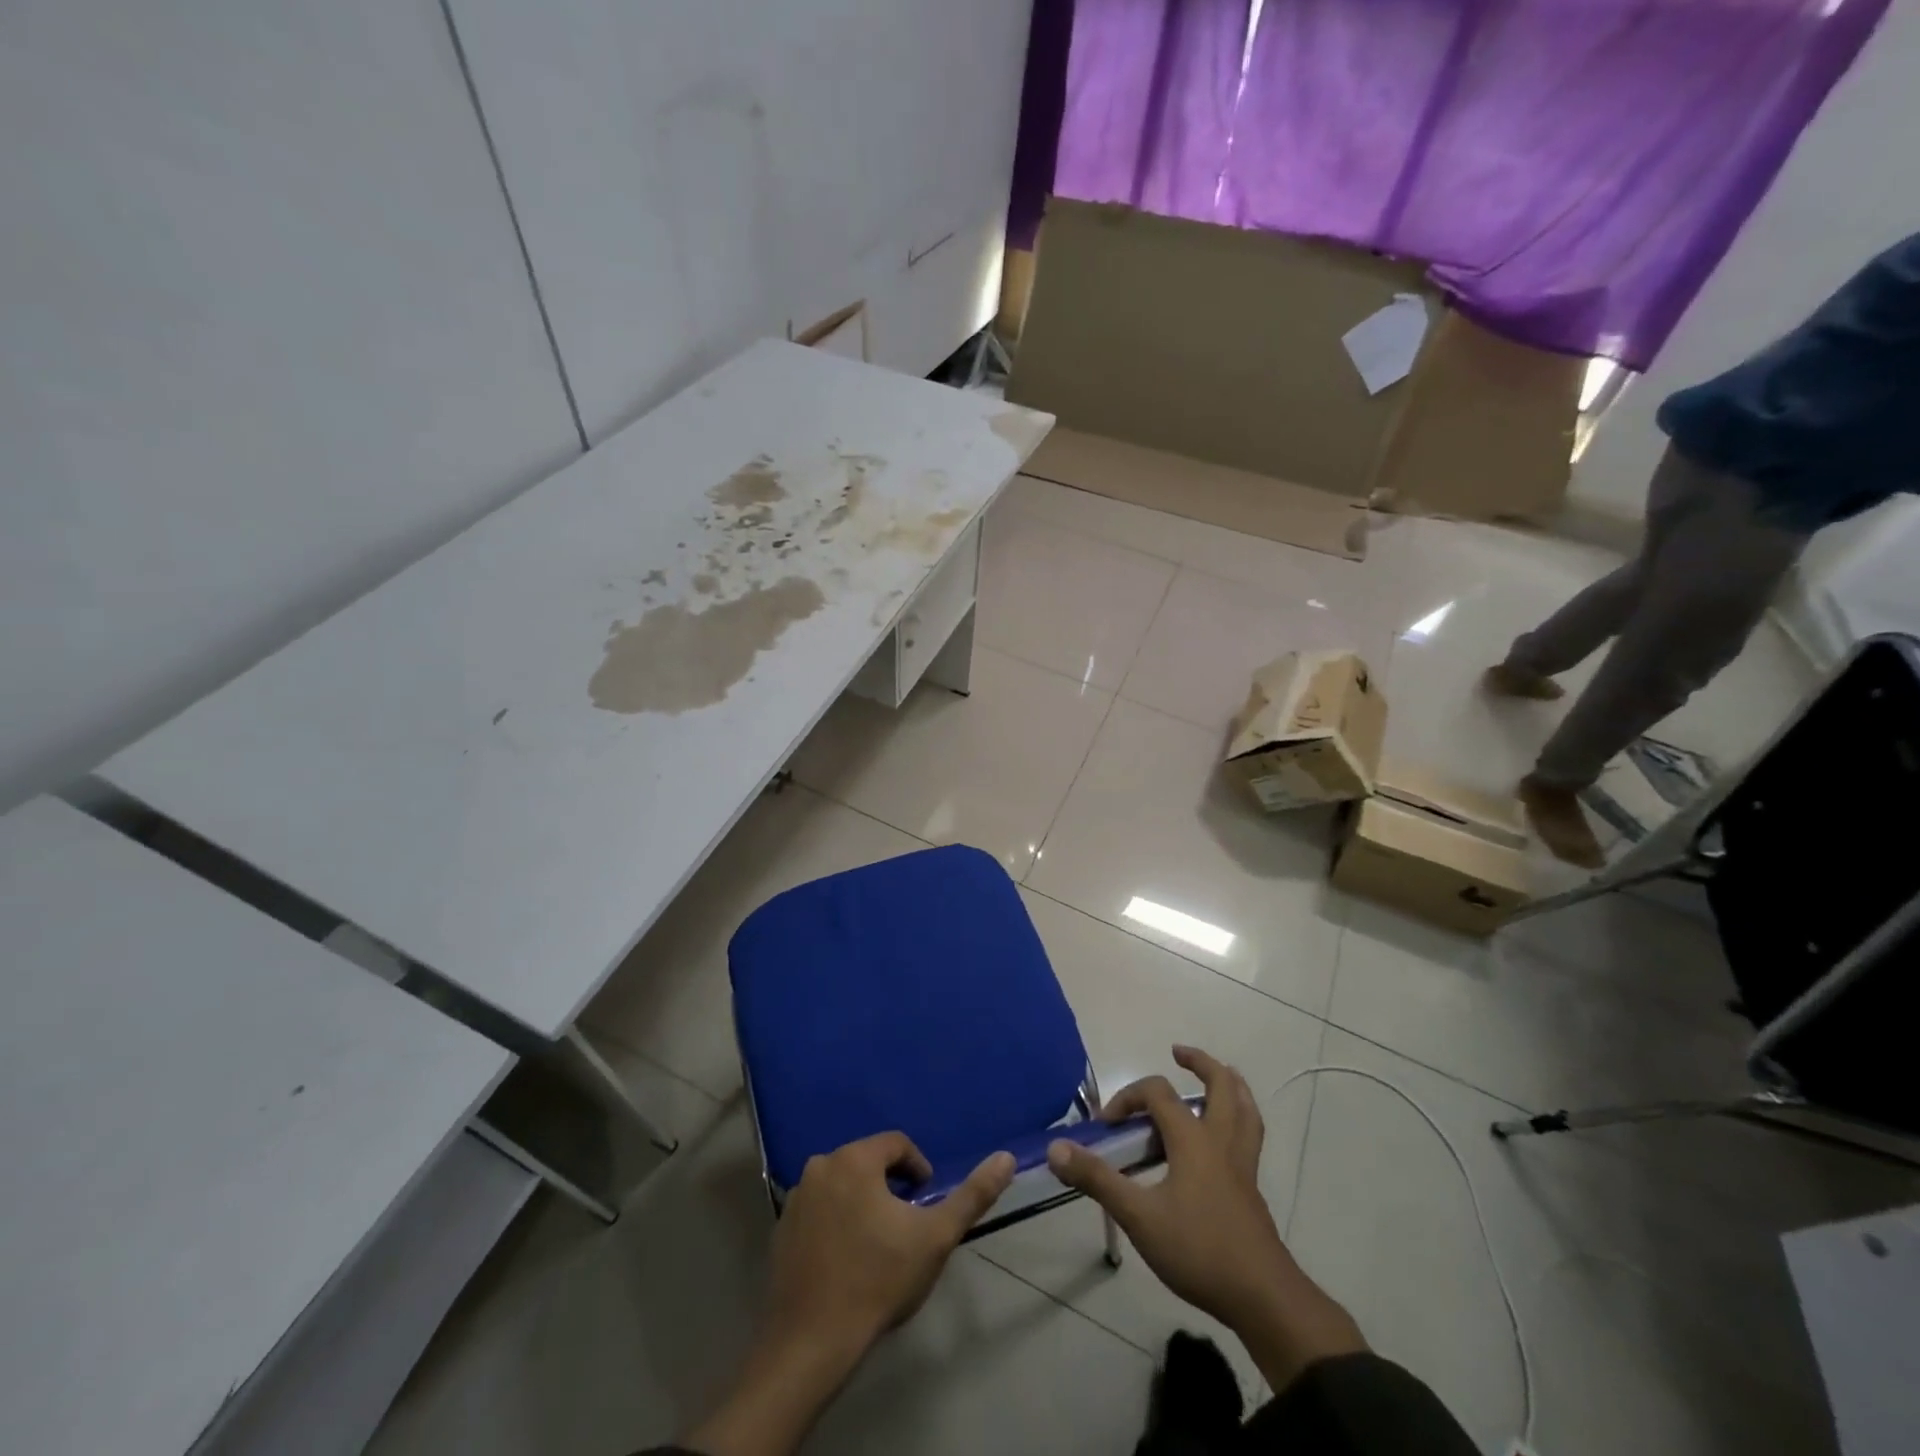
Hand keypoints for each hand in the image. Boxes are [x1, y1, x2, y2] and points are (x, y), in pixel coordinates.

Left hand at [766, 1132, 1015, 1353]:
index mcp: (855, 1159)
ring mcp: (795, 1198)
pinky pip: (817, 1211)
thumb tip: (1006, 1157)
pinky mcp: (780, 1229)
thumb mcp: (935, 1238)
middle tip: (904, 1225)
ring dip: (861, 1202)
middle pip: (867, 1162)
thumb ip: (972, 1195)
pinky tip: (845, 1260)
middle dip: (889, 1186)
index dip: (918, 1169)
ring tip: (877, 1244)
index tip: (926, 1203)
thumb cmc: (877, 1281)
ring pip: (841, 1186)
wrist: (810, 1343)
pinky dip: (834, 1222)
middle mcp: (820, 1166)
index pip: (897, 1144)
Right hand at [1047, 1046, 1364, 1389]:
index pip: (1157, 1093)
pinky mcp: (1251, 1188)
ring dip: (1230, 1084)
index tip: (1106, 1124)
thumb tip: (1057, 1149)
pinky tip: (1223, 1137)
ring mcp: (1243, 1164)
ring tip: (1218, 1076)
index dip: (1128, 1097)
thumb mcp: (1139, 1217)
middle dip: (1200, 1063)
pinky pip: (1249, 1135)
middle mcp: (1221, 1141)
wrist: (1262, 1298)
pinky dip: (1238, 1118)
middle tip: (1178, 1053)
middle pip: (1221, 1084)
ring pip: (1246, 1108)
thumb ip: (1098, 1179)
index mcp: (1193, 1139)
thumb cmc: (1198, 1250)